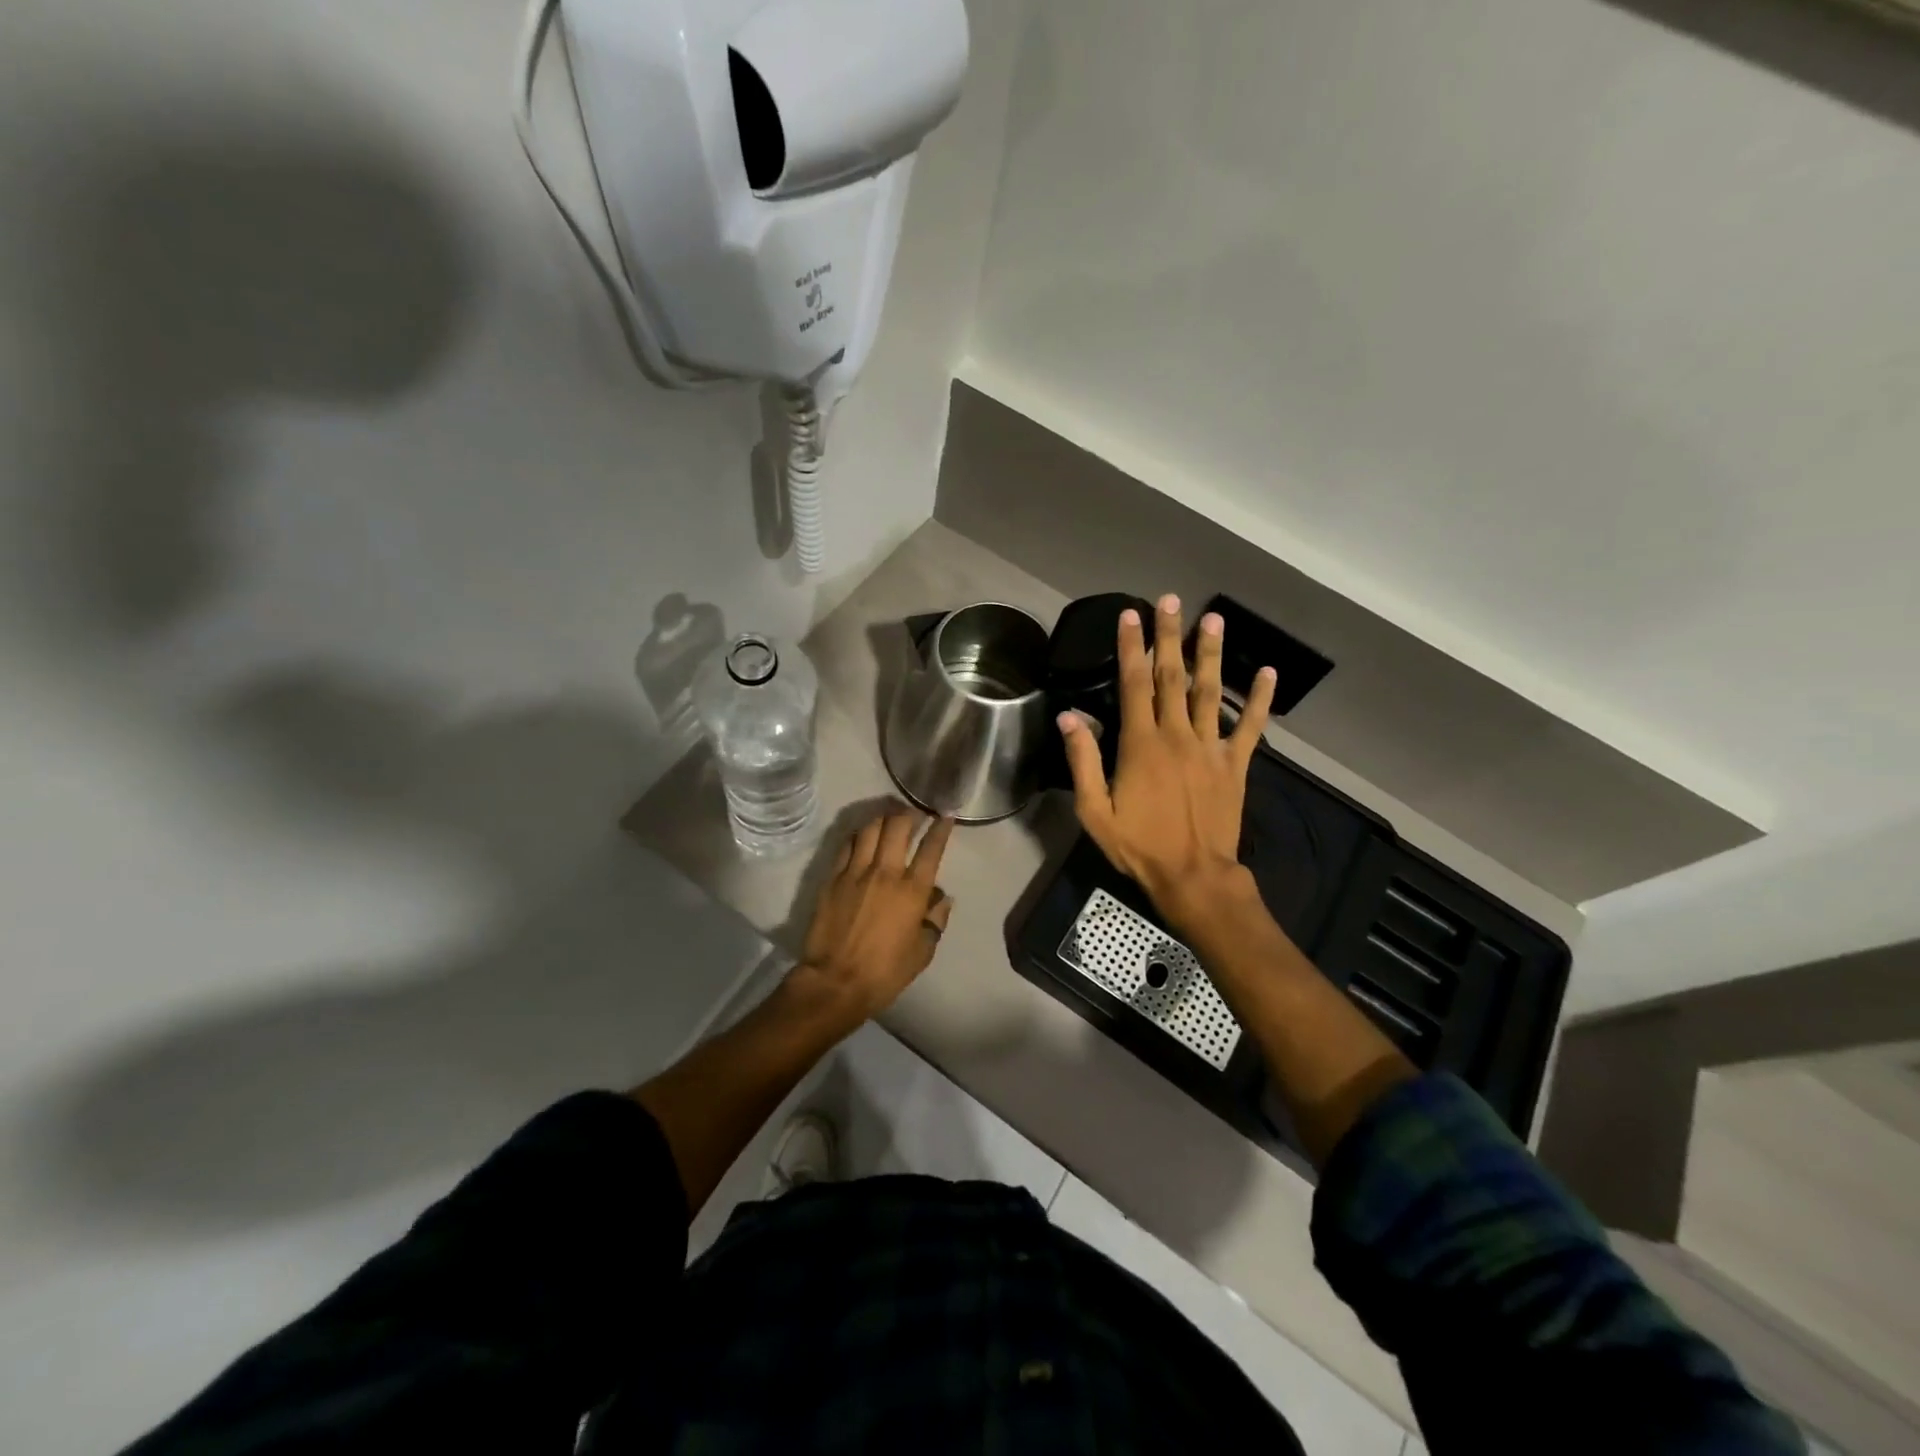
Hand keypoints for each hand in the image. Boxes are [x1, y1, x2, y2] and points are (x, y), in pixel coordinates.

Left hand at [795, 807, 954, 1023]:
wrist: (835, 982)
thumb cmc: (884, 972)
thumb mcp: (922, 952)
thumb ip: (935, 920)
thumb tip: (941, 898)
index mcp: (912, 891)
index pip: (931, 848)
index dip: (941, 828)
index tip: (945, 816)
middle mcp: (886, 872)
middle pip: (898, 826)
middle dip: (908, 813)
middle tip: (913, 813)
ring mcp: (856, 872)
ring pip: (870, 828)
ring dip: (882, 818)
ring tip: (888, 817)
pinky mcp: (833, 877)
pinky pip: (847, 845)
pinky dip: (858, 834)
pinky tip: (862, 835)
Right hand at [1059, 594, 1275, 936]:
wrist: (1193, 877)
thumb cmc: (1139, 846)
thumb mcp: (1095, 811)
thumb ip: (1083, 761)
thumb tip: (1069, 716)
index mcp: (1141, 744)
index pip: (1133, 684)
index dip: (1131, 647)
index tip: (1130, 616)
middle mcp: (1177, 735)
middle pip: (1172, 676)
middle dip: (1170, 636)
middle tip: (1171, 600)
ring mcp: (1211, 748)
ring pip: (1211, 691)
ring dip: (1211, 653)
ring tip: (1214, 619)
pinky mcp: (1235, 765)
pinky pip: (1251, 727)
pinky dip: (1261, 699)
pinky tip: (1269, 672)